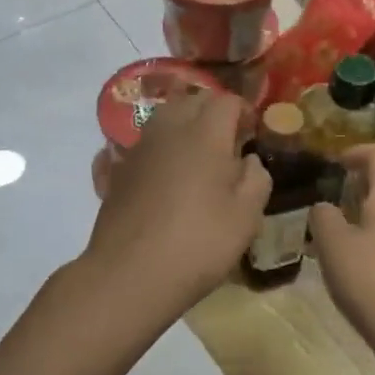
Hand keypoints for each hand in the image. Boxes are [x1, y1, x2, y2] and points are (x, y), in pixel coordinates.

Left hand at [84, 89, 270, 326]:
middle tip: (228, 139)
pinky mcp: (118, 170)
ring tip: (197, 152)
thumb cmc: (199, 242)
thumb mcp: (246, 216)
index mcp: (204, 134)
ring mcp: (138, 148)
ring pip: (164, 117)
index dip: (243, 111)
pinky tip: (163, 168)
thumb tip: (249, 159)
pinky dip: (158, 146)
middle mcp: (168, 130)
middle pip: (192, 100)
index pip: (226, 101)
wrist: (130, 273)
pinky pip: (143, 143)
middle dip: (213, 111)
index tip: (253, 132)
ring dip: (184, 124)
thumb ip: (256, 178)